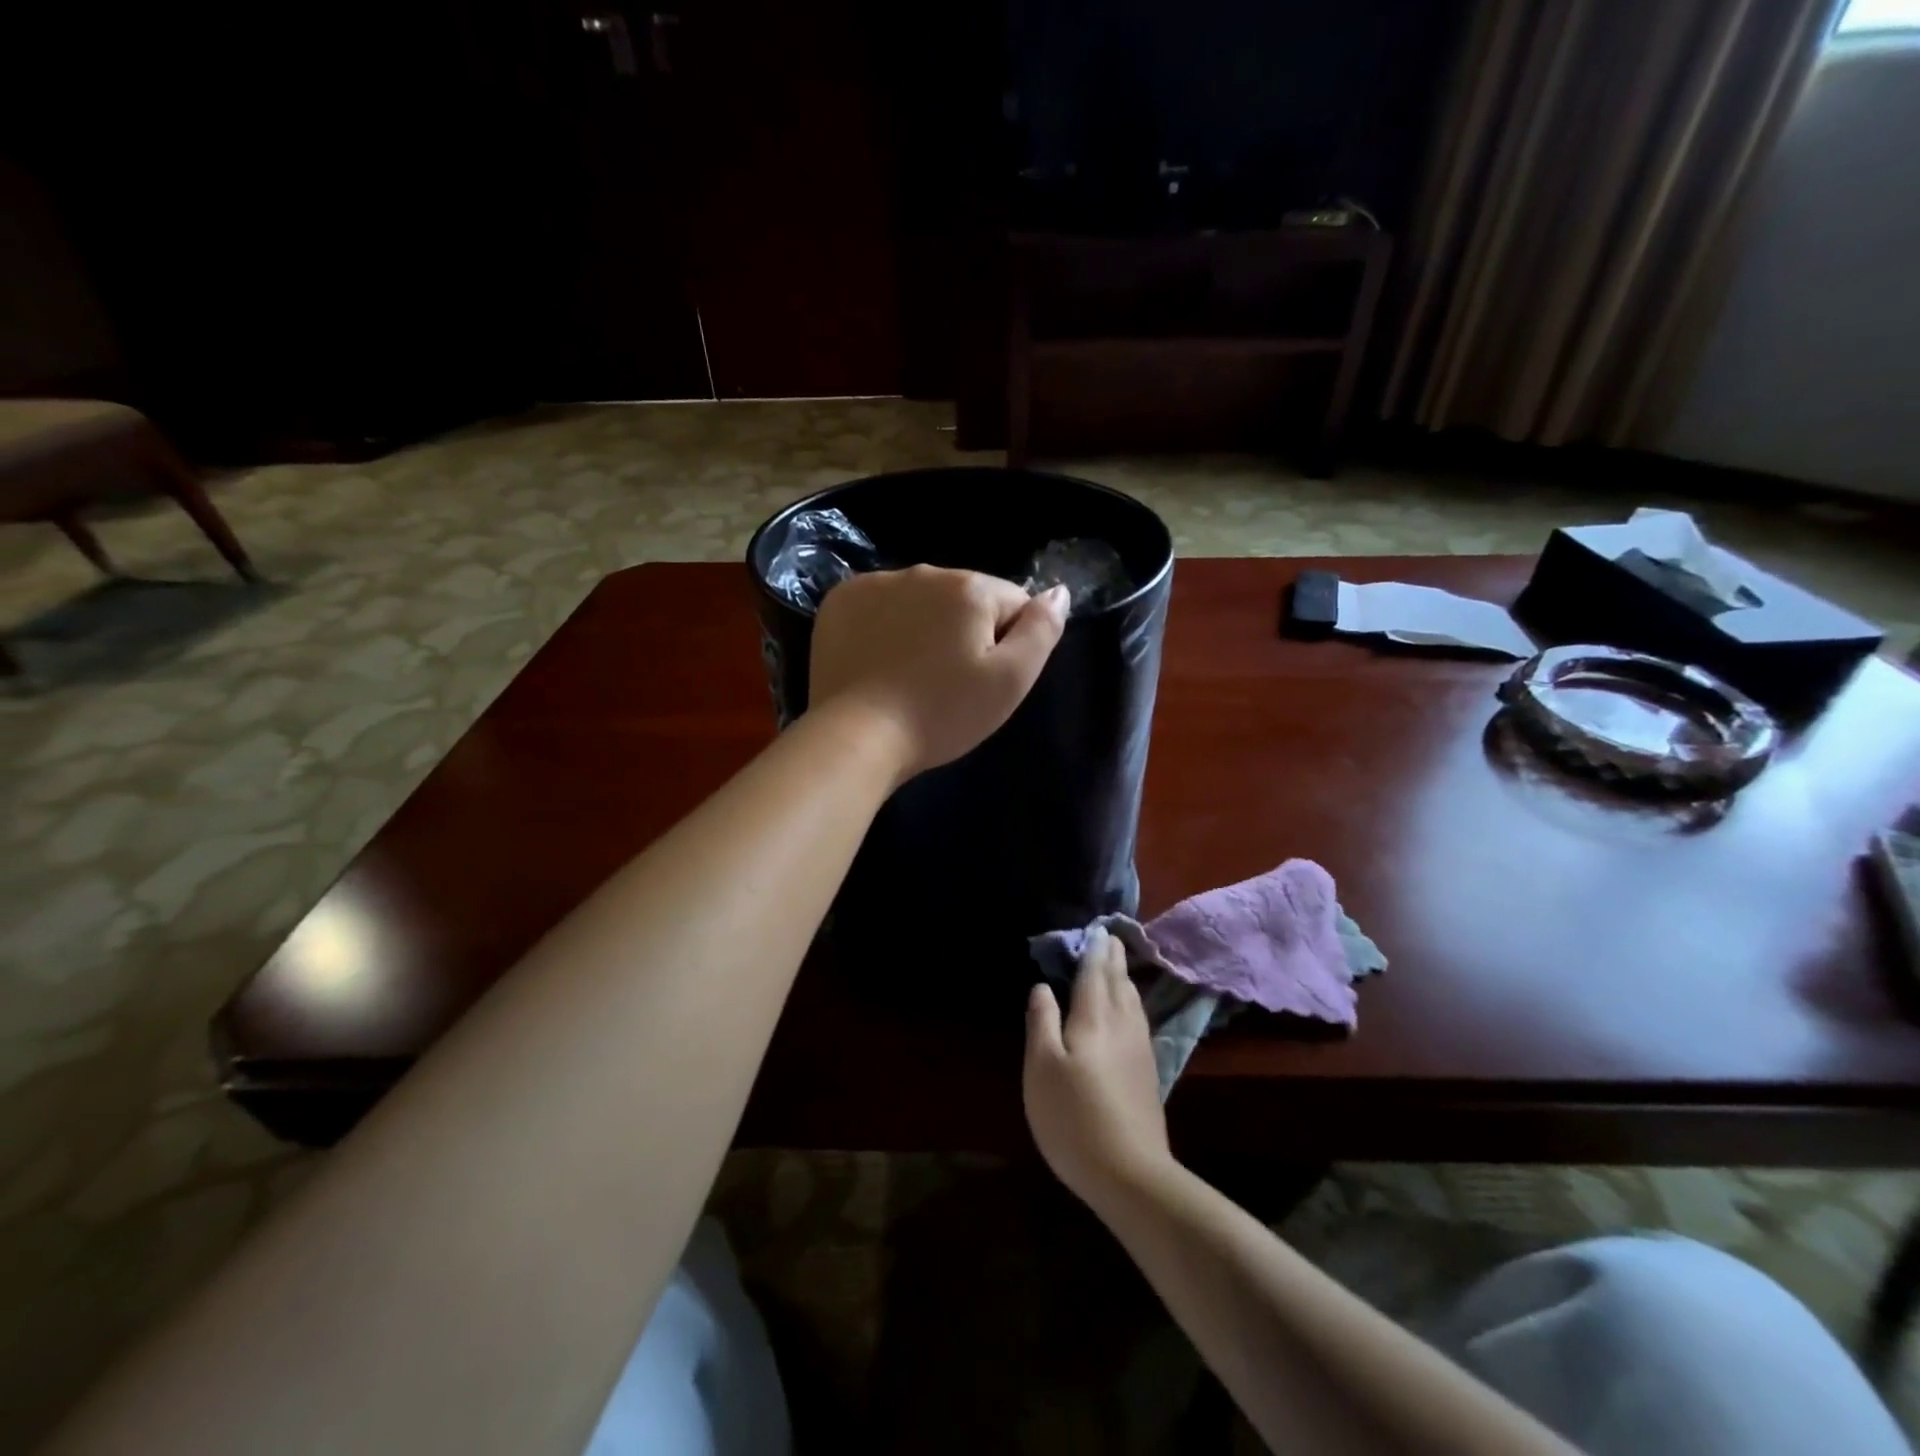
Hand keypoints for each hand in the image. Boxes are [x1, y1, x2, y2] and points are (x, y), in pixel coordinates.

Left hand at [808, 565, 1068, 782]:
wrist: (857, 736)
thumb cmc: (942, 713)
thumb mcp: (1010, 681)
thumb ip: (1042, 630)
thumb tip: (1059, 592)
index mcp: (970, 588)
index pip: (1012, 603)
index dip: (1007, 643)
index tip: (983, 680)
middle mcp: (924, 571)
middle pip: (965, 599)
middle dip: (965, 632)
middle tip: (948, 682)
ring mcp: (876, 583)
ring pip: (921, 600)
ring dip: (924, 626)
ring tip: (911, 676)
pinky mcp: (840, 601)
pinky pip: (879, 605)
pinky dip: (884, 626)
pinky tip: (878, 662)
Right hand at [1023, 926, 1173, 1213]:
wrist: (1131, 1174)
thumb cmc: (1074, 1117)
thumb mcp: (1042, 1067)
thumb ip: (1042, 1021)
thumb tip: (1042, 987)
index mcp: (1093, 1017)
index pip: (1094, 973)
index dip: (1093, 950)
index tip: (1095, 928)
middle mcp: (1122, 1024)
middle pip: (1119, 981)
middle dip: (1112, 957)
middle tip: (1109, 936)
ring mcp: (1140, 1048)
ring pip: (1133, 999)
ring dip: (1124, 977)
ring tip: (1117, 965)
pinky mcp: (1148, 1071)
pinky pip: (1139, 1018)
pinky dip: (1132, 1000)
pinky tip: (1130, 1009)